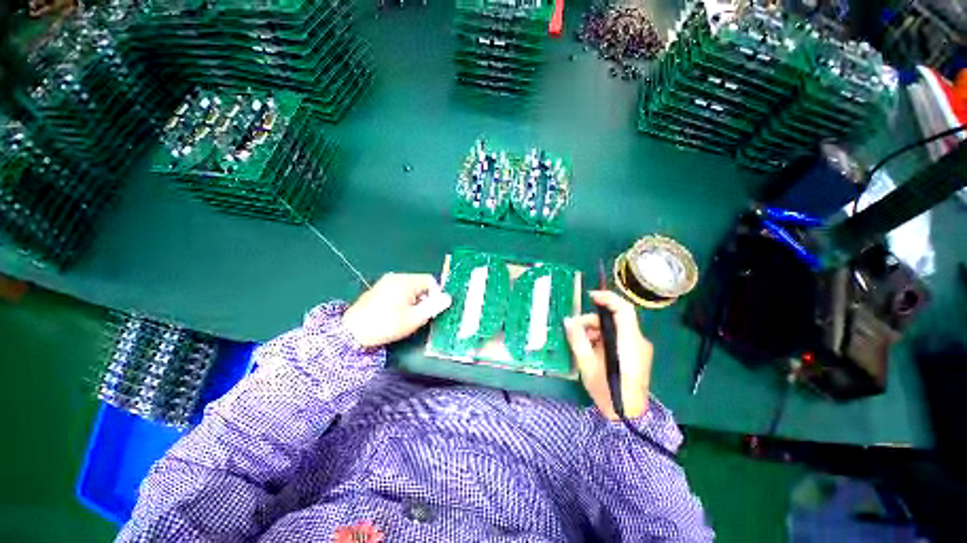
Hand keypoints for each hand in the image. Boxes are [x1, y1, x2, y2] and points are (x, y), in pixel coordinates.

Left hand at [343, 273, 451, 348]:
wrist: (351, 333)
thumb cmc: (385, 324)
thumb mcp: (413, 318)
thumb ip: (433, 307)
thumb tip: (448, 298)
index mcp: (405, 281)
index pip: (430, 280)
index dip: (436, 294)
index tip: (432, 310)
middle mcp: (396, 277)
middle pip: (420, 283)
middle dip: (424, 298)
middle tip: (419, 316)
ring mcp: (385, 282)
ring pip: (410, 288)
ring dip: (414, 300)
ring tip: (408, 317)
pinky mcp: (378, 289)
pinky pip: (399, 290)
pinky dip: (403, 300)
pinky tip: (396, 314)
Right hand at [564, 291, 652, 419]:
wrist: (627, 416)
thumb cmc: (607, 391)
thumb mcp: (587, 364)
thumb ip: (577, 339)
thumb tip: (568, 321)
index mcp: (628, 342)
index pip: (623, 309)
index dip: (607, 298)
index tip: (590, 297)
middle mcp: (638, 341)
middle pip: (615, 319)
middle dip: (593, 320)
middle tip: (576, 329)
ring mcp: (639, 348)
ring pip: (615, 328)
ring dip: (596, 330)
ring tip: (582, 342)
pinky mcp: (636, 354)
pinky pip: (618, 337)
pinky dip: (603, 338)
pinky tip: (592, 349)